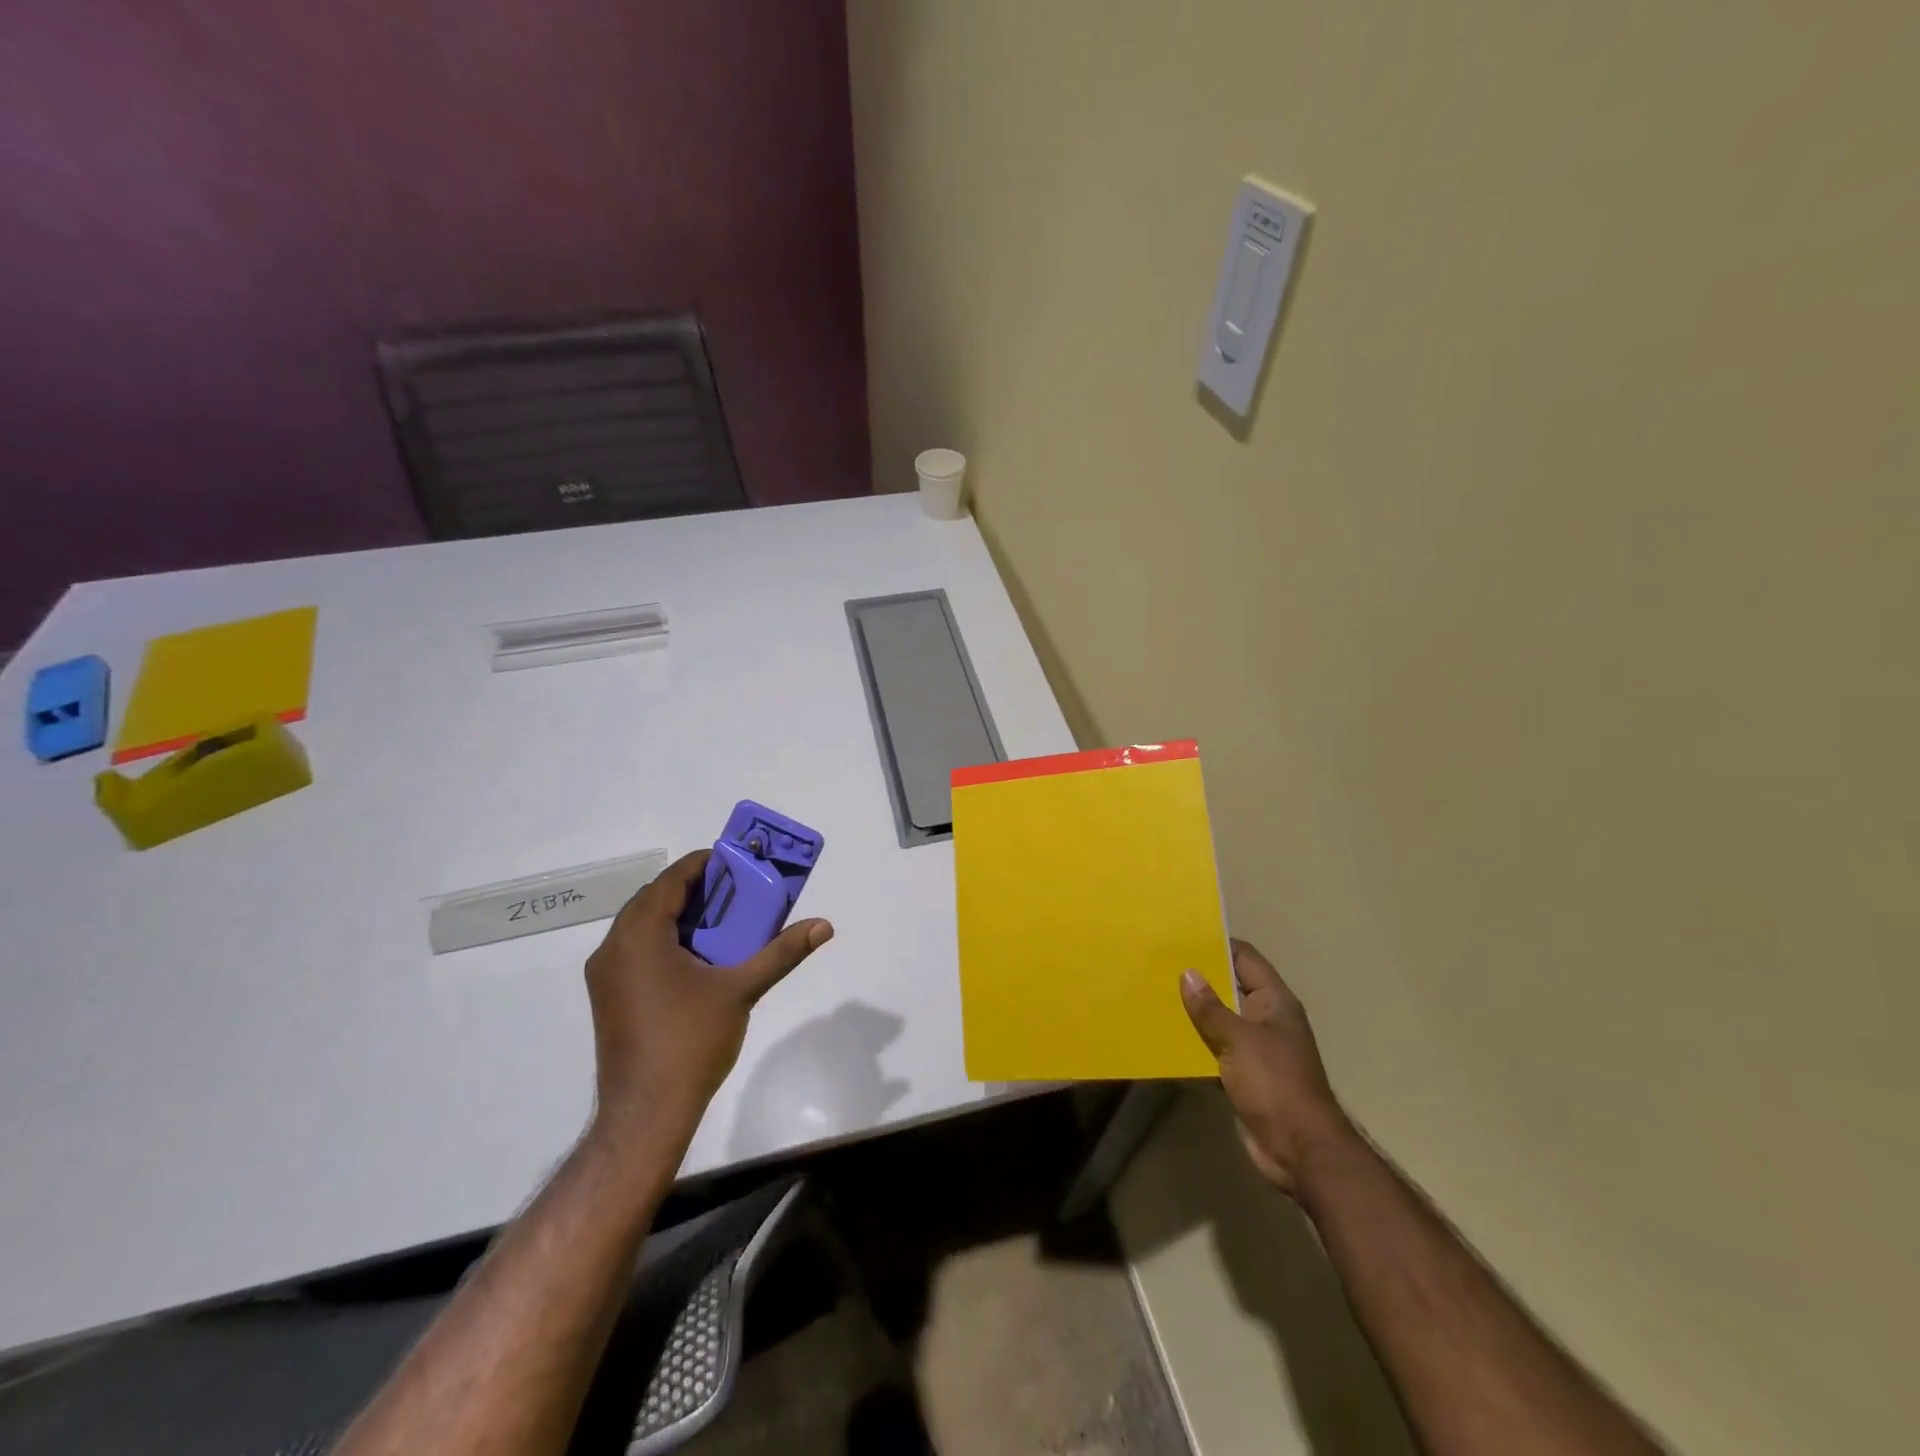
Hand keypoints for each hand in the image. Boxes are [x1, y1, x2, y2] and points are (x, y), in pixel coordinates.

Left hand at [583, 850, 831, 1156]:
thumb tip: (824, 925)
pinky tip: (698, 957)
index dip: (703, 865)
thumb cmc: (691, 1042)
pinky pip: (636, 949)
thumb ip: (781, 952)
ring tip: (722, 920)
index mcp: (639, 936)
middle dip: (694, 890)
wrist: (646, 1113)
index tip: (737, 862)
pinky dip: (665, 940)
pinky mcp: (608, 996)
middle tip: (736, 891)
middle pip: (654, 900)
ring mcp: (605, 975)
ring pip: (642, 925)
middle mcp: (613, 948)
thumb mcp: (742, 990)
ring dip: (679, 915)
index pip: (670, 881)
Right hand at [1180, 939, 1354, 1194]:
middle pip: (1229, 987)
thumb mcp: (1239, 1039)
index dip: (1218, 944)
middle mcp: (1266, 1019)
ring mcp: (1255, 1048)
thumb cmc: (1275, 1084)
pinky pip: (1215, 1049)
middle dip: (1199, 977)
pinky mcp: (1243, 1075)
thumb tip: (1188, 973)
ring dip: (1194, 1011)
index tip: (1183, 935)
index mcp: (1274, 1002)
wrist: (1300, 1150)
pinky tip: (1166, 1036)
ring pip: (1219, 1019)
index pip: (1245, 959)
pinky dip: (1195, 1042)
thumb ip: (1211, 1008)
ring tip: (1155, 993)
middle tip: (1159, 963)